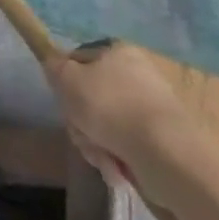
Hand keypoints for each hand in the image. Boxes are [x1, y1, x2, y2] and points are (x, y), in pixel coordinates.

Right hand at [45, 39, 187, 194]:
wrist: (165, 154)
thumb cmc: (109, 106)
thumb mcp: (65, 78)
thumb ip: (53, 66)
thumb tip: (55, 66)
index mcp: (118, 52)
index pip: (77, 60)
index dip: (64, 82)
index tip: (63, 100)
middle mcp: (137, 75)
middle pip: (90, 96)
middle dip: (80, 120)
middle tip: (81, 131)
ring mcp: (151, 109)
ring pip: (104, 124)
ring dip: (94, 142)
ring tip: (101, 155)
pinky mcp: (162, 140)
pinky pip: (125, 144)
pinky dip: (116, 157)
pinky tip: (117, 167)